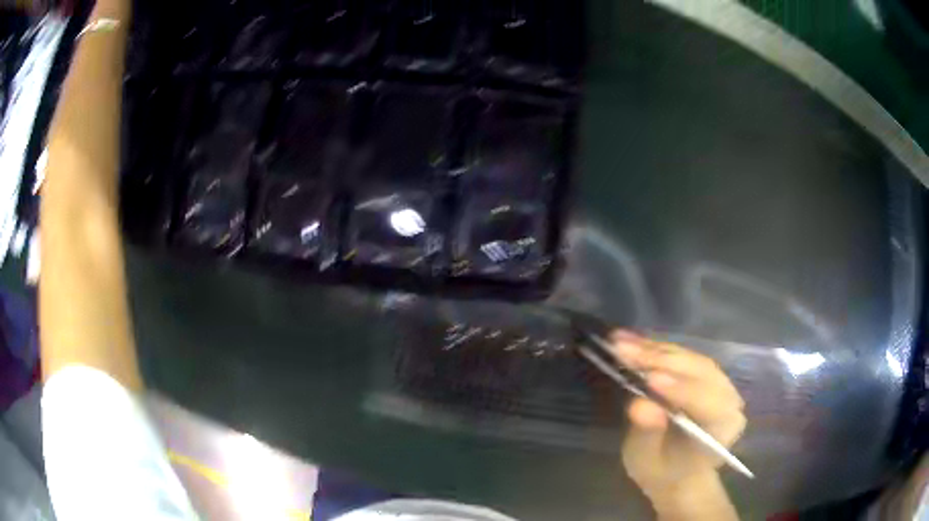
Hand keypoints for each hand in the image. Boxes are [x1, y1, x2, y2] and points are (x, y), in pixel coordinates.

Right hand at [611, 330, 744, 519]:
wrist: (676, 469)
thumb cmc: (663, 471)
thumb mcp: (648, 461)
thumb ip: (648, 435)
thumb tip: (640, 406)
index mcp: (723, 427)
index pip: (708, 403)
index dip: (682, 390)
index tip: (650, 379)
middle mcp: (727, 398)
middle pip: (699, 372)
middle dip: (660, 361)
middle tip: (623, 352)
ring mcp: (717, 381)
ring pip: (688, 358)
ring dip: (653, 349)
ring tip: (620, 342)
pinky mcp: (702, 371)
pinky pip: (680, 355)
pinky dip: (654, 347)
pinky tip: (630, 340)